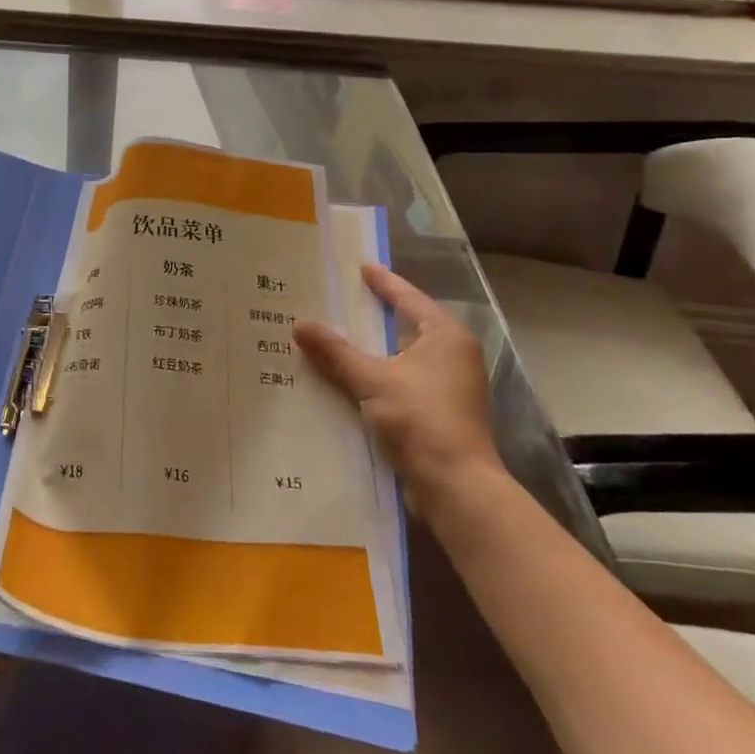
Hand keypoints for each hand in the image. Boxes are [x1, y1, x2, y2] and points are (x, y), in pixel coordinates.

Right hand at [294, 266, 502, 516]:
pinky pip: (399, 382)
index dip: (383, 282)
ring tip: (334, 337)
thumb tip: (299, 325)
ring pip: (400, 357)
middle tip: (339, 299)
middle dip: (373, 315)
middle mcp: (452, 357)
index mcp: (445, 337)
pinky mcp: (437, 414)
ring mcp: (447, 387)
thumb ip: (335, 352)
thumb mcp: (372, 379)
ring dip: (371, 350)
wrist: (455, 487)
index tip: (361, 266)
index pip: (409, 298)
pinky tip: (345, 378)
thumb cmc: (420, 419)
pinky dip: (375, 376)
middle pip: (406, 326)